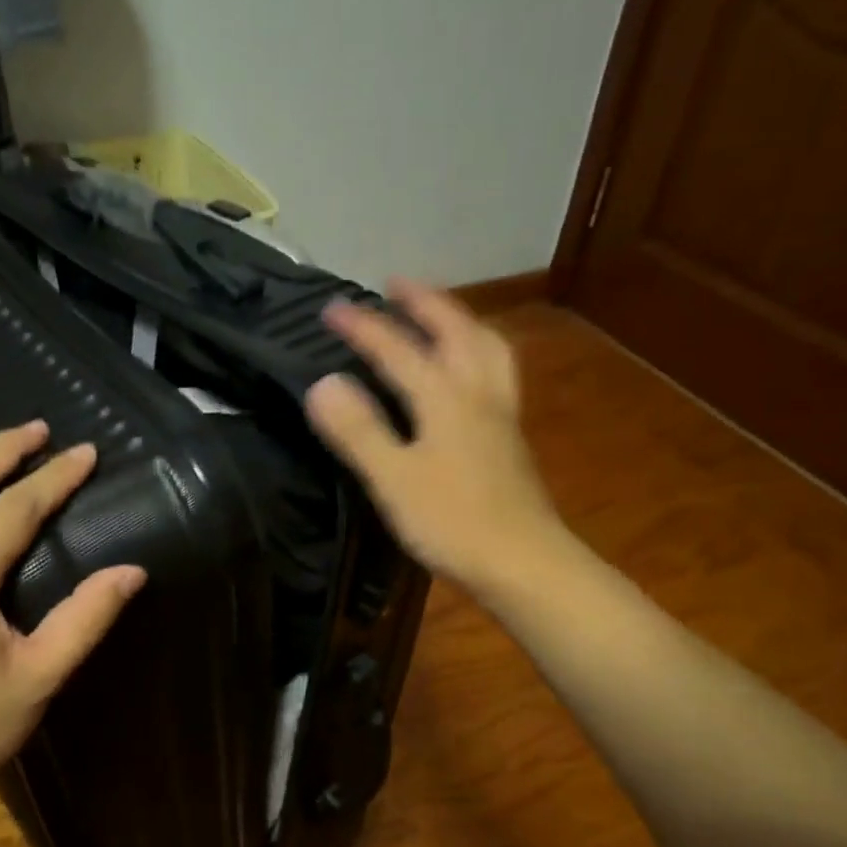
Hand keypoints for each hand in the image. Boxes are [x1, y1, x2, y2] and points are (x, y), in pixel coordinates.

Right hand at [305, 279, 558, 594]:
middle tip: (396, 284)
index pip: (397, 349)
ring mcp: (500, 414)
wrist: (524, 563)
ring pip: (486, 348)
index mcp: (445, 397)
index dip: (362, 326)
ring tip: (440, 313)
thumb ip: (358, 430)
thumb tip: (322, 383)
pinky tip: (470, 370)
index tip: (329, 307)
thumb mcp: (393, 479)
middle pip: (455, 331)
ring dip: (460, 320)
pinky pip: (496, 372)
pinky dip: (478, 351)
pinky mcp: (510, 437)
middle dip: (424, 302)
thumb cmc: (453, 522)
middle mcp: (477, 393)